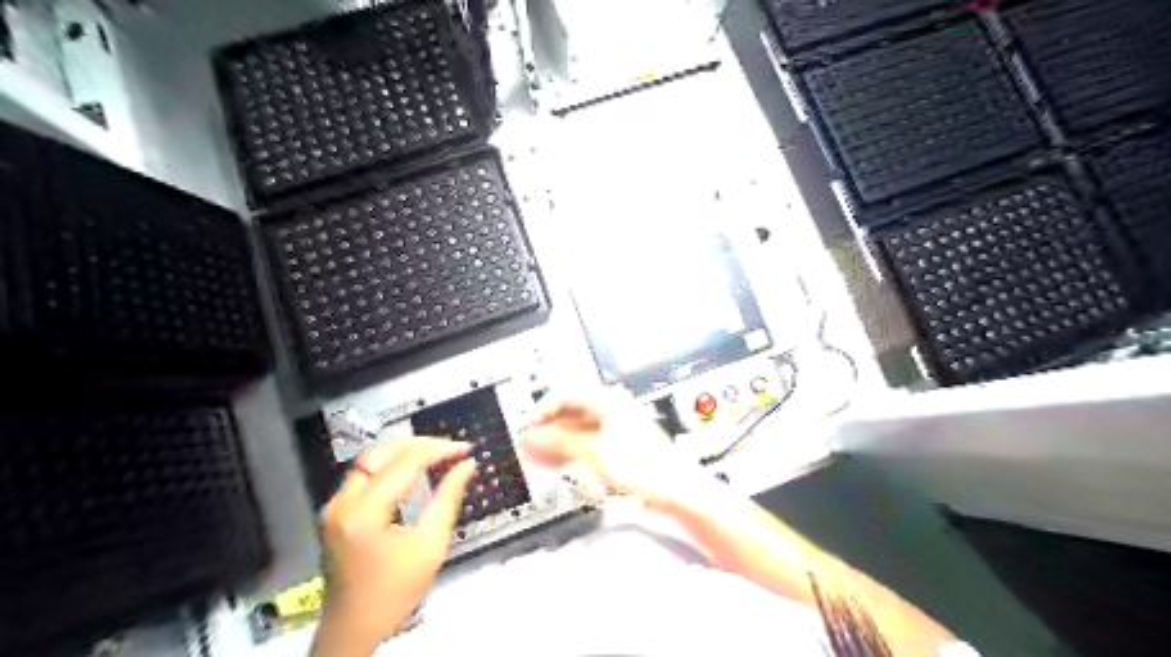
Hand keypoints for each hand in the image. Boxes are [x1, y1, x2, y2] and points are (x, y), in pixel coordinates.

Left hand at [313, 437, 478, 650]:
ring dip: (403, 451)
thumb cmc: (395, 592)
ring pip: (369, 459)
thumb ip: (448, 499)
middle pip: (381, 452)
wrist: (353, 627)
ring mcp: (335, 506)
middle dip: (419, 444)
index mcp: (365, 513)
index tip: (465, 449)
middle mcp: (343, 502)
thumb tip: (467, 465)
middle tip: (451, 448)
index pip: (405, 463)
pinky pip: (364, 474)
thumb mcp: (430, 546)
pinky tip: (412, 469)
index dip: (438, 450)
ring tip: (436, 453)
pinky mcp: (336, 511)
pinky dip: (390, 464)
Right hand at [525, 394, 697, 511]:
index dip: (541, 412)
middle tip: (528, 449)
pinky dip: (572, 454)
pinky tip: (559, 465)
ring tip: (538, 460)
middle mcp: (611, 410)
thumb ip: (560, 441)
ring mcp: (616, 429)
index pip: (565, 396)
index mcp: (608, 401)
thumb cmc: (641, 467)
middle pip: (570, 414)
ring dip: (557, 444)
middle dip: (547, 431)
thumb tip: (531, 435)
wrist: (677, 491)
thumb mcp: (594, 453)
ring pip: (577, 431)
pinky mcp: (620, 448)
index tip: (526, 430)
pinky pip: (588, 445)